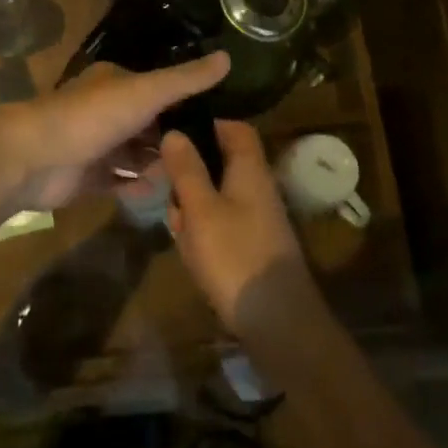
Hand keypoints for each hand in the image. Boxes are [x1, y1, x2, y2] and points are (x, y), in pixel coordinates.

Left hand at [9, 52, 230, 211]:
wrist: (33, 158)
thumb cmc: (91, 117)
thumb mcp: (144, 92)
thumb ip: (185, 80)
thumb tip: (228, 56)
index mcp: (117, 83)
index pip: (159, 89)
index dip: (186, 103)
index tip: (219, 121)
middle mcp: (106, 110)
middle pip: (149, 125)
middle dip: (173, 140)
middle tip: (208, 160)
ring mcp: (96, 145)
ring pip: (136, 155)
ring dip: (158, 166)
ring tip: (190, 181)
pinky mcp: (87, 177)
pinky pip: (120, 182)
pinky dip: (138, 188)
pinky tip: (161, 197)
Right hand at [162, 120, 314, 333]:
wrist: (278, 323)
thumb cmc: (235, 256)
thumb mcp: (201, 209)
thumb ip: (187, 169)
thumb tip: (174, 131)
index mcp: (250, 169)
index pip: (234, 128)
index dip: (206, 124)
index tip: (174, 134)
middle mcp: (258, 187)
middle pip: (220, 163)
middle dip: (190, 176)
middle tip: (169, 194)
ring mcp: (257, 218)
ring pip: (216, 196)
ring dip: (192, 208)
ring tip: (180, 231)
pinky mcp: (252, 246)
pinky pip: (221, 225)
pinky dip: (203, 233)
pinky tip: (193, 254)